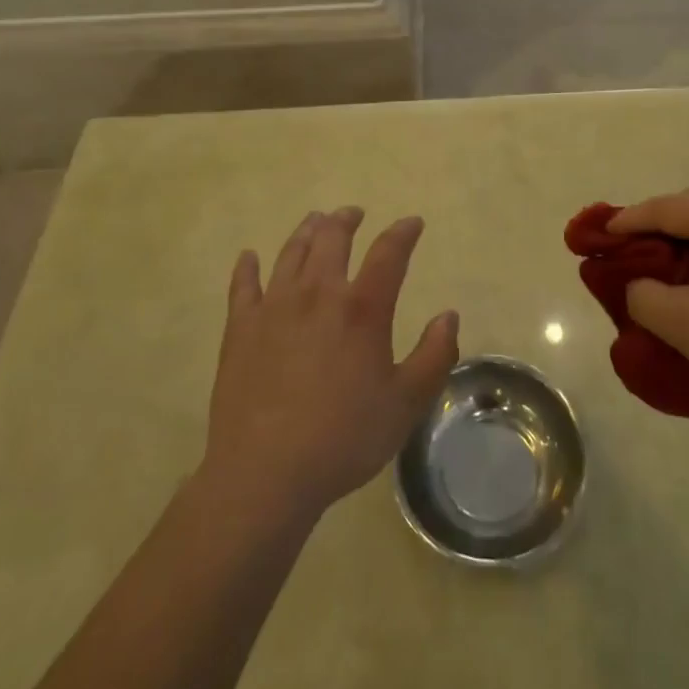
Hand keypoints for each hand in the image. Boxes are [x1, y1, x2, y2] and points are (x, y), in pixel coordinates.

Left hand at [203, 208, 458, 522]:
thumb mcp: (406, 403)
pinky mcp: (240, 329)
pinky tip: (249, 258)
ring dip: (306, 232)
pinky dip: (247, 268)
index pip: (389, 253)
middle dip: (347, 220)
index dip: (403, 232)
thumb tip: (449, 316)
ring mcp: (274, 307)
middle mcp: (318, 294)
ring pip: (291, 253)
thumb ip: (434, 356)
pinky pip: (243, 286)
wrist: (265, 474)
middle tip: (354, 214)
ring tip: (315, 222)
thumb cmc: (344, 438)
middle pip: (332, 238)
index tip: (412, 223)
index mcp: (362, 309)